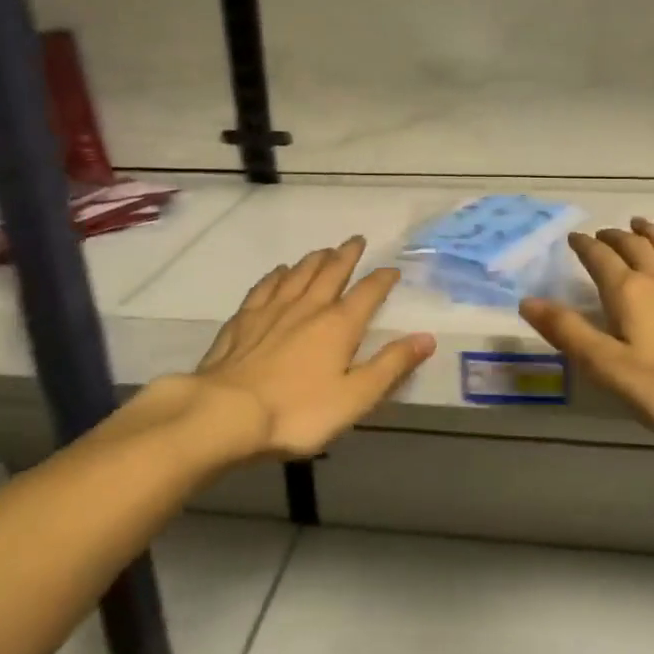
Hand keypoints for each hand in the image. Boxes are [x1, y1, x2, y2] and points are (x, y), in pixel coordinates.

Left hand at [188, 237, 435, 460]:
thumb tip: (426, 338)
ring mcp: (271, 311)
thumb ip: (391, 366)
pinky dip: (275, 276)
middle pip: (330, 272)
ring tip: (323, 251)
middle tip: (356, 240)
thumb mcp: (356, 396)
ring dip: (313, 260)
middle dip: (346, 255)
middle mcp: (308, 308)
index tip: (392, 269)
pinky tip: (277, 272)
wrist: (227, 414)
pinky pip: (264, 288)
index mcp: (339, 325)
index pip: (367, 293)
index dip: (382, 279)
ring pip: (297, 274)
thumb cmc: (298, 411)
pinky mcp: (242, 321)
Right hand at [521, 218, 653, 453]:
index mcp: (628, 292)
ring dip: (650, 233)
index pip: (599, 258)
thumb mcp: (608, 367)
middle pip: (633, 246)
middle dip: (614, 236)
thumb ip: (568, 332)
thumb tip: (528, 300)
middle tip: (603, 233)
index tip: (574, 237)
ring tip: (639, 224)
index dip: (584, 246)